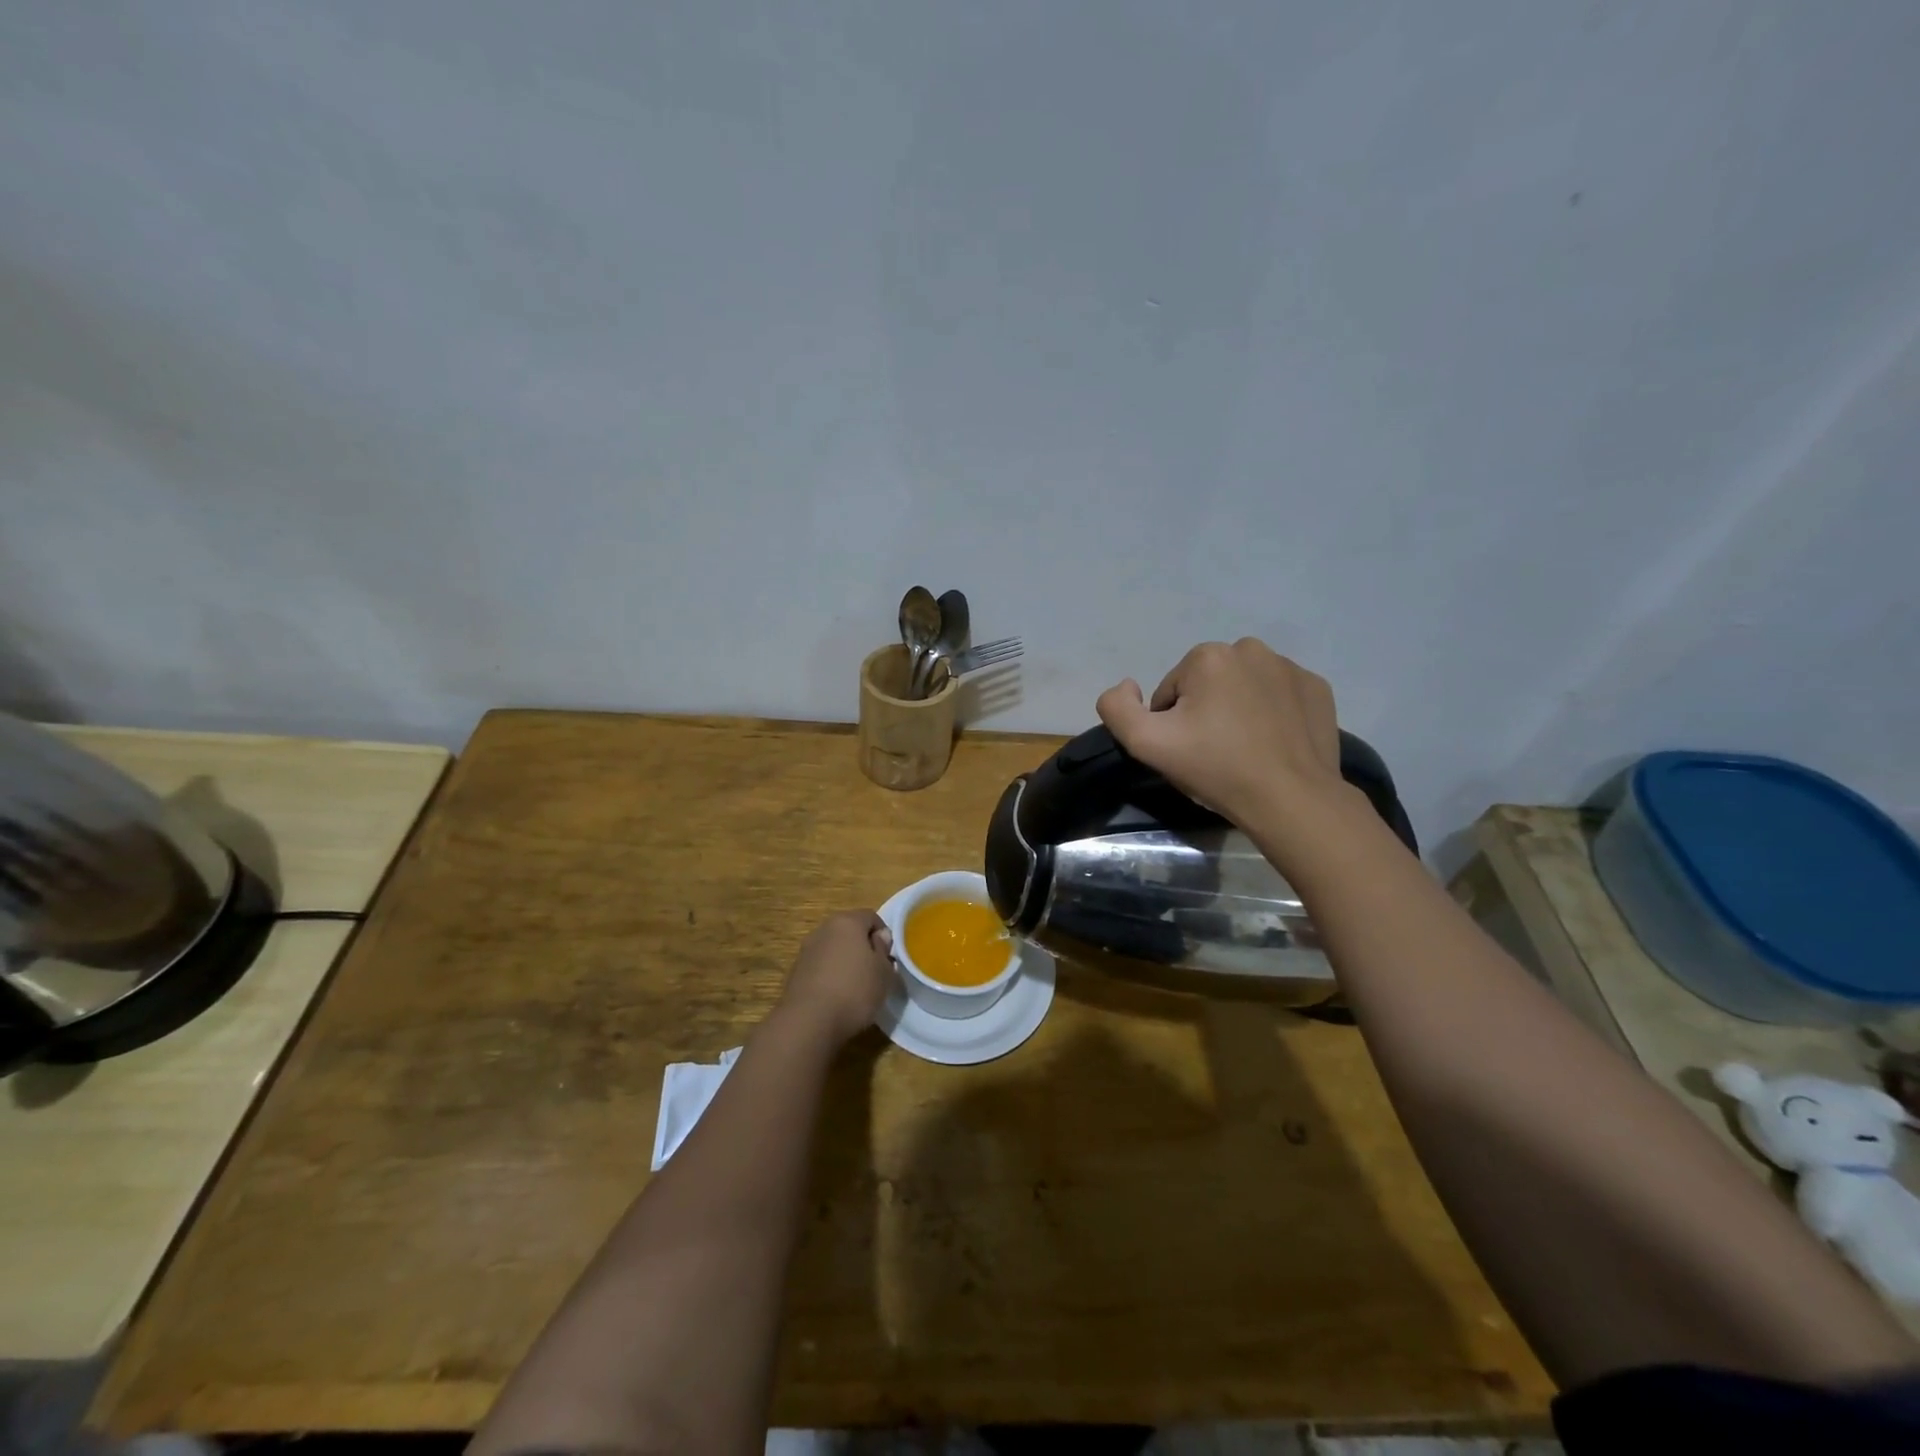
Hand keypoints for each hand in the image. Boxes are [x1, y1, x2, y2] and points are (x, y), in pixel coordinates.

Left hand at [775, 910, 895, 1045]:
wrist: (808, 1022)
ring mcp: (806, 950)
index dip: (884, 935)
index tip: (888, 957)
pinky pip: (820, 966)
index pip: (871, 917)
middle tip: (875, 971)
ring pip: (833, 948)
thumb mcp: (883, 972)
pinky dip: (830, 975)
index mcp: (847, 922)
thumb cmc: (854, 991)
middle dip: (863, 946)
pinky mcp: (795, 971)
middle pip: (849, 931)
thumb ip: (883, 950)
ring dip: (845, 961)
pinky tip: (836, 997)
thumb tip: (879, 937)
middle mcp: (823, 929)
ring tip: (855, 987)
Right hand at [1096, 638, 1352, 830]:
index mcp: (1207, 656)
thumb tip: (1127, 685)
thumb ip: (1117, 708)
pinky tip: (1274, 742)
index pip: (1171, 692)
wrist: (1291, 799)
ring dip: (1238, 710)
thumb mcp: (1146, 744)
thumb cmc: (1216, 768)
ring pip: (1244, 687)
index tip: (1189, 750)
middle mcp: (1250, 649)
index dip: (1172, 724)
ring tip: (1246, 749)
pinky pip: (1279, 695)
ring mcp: (1290, 667)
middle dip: (1205, 712)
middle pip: (1207, 684)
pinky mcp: (1317, 688)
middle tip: (1215, 752)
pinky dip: (1272, 713)